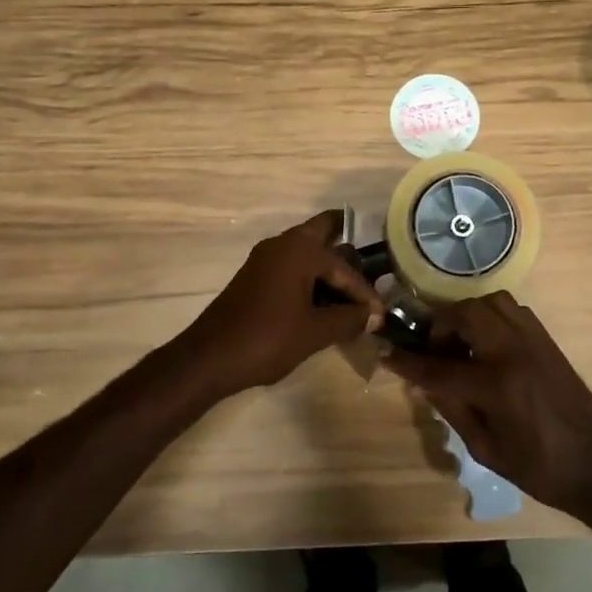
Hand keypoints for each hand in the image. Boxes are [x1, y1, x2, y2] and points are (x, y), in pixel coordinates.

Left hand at [176, 211, 385, 396]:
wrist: (210, 357)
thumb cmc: (267, 339)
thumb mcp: (316, 331)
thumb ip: (350, 319)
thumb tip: (374, 315)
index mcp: (299, 250)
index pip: (344, 267)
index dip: (365, 292)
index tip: (381, 314)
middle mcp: (282, 244)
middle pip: (322, 233)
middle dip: (346, 249)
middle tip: (371, 268)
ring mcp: (265, 259)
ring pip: (306, 252)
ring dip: (328, 267)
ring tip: (351, 294)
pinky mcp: (255, 276)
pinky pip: (291, 267)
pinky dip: (310, 278)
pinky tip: (323, 303)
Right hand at [386, 292, 591, 516]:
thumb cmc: (538, 467)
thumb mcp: (485, 448)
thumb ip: (452, 408)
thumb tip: (426, 381)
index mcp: (495, 384)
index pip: (438, 365)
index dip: (407, 360)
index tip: (385, 351)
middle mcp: (513, 351)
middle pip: (464, 314)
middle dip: (440, 327)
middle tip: (435, 350)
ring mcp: (533, 340)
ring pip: (490, 302)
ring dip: (467, 316)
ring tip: (461, 343)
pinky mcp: (547, 340)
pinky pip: (512, 310)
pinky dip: (491, 317)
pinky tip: (488, 345)